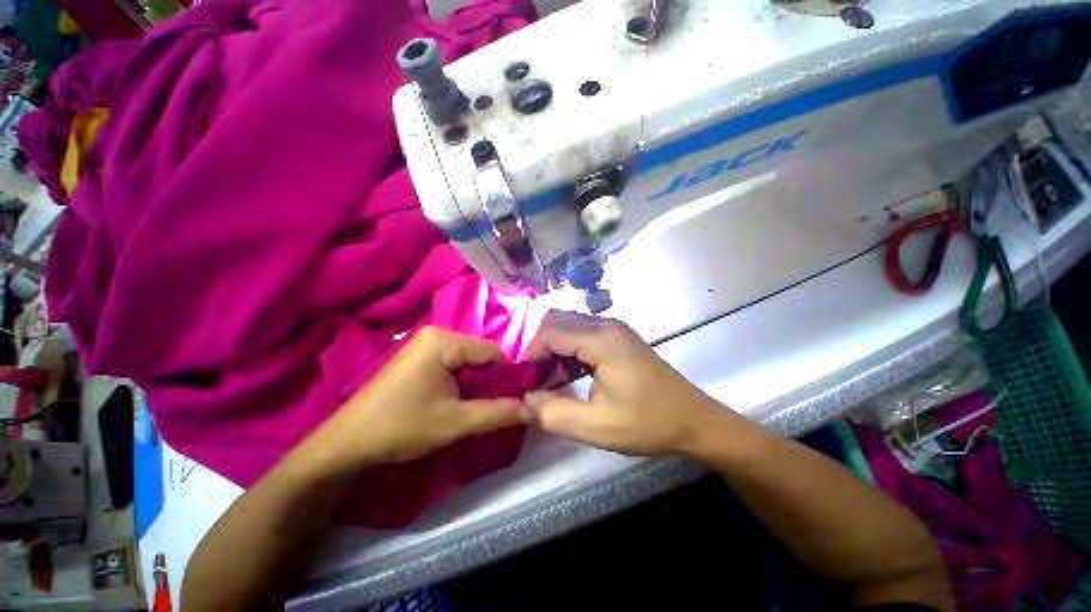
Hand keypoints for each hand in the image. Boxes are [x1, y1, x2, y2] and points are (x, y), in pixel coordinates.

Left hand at [316, 327, 528, 467]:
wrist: (346, 443)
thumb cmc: (401, 427)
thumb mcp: (455, 423)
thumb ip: (498, 413)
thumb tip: (533, 410)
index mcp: (444, 340)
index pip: (493, 352)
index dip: (508, 377)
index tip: (514, 401)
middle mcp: (436, 333)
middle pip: (480, 354)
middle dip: (491, 381)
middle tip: (492, 407)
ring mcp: (424, 343)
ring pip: (468, 360)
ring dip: (477, 382)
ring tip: (474, 406)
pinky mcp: (418, 356)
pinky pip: (453, 363)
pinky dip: (462, 380)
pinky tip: (456, 399)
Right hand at [523, 311, 727, 455]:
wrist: (694, 421)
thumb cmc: (648, 423)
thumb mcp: (596, 426)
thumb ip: (552, 414)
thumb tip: (524, 400)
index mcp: (601, 339)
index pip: (549, 332)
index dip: (531, 355)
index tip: (525, 382)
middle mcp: (606, 324)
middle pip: (556, 321)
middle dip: (539, 348)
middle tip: (536, 380)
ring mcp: (614, 328)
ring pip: (568, 325)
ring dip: (553, 349)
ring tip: (550, 380)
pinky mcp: (618, 337)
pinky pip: (582, 333)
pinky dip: (568, 349)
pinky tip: (570, 374)